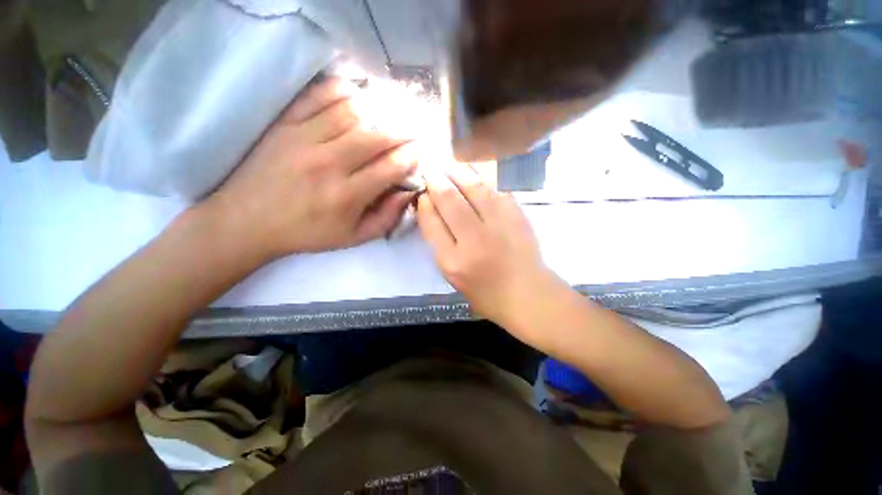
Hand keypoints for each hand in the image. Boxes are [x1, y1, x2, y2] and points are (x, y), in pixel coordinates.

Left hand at [204, 77, 417, 259]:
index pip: (390, 168)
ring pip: (351, 113)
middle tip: (414, 130)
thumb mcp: (353, 238)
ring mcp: (304, 139)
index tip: (420, 152)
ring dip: (378, 111)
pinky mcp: (284, 124)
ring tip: (390, 114)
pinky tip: (356, 94)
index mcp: (347, 196)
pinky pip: (317, 97)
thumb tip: (408, 193)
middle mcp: (329, 164)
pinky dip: (341, 90)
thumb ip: (386, 219)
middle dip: (402, 133)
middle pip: (376, 137)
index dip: (411, 157)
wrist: (247, 221)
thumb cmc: (307, 233)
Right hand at [416, 163, 558, 330]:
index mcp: (453, 262)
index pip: (431, 223)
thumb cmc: (485, 291)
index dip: (424, 204)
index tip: (422, 193)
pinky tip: (472, 171)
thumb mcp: (452, 275)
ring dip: (457, 172)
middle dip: (436, 181)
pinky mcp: (517, 216)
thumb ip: (439, 243)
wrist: (527, 293)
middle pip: (450, 201)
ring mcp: (499, 225)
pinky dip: (482, 177)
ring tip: (447, 163)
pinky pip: (496, 189)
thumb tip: (431, 208)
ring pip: (473, 189)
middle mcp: (475, 241)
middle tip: (430, 169)